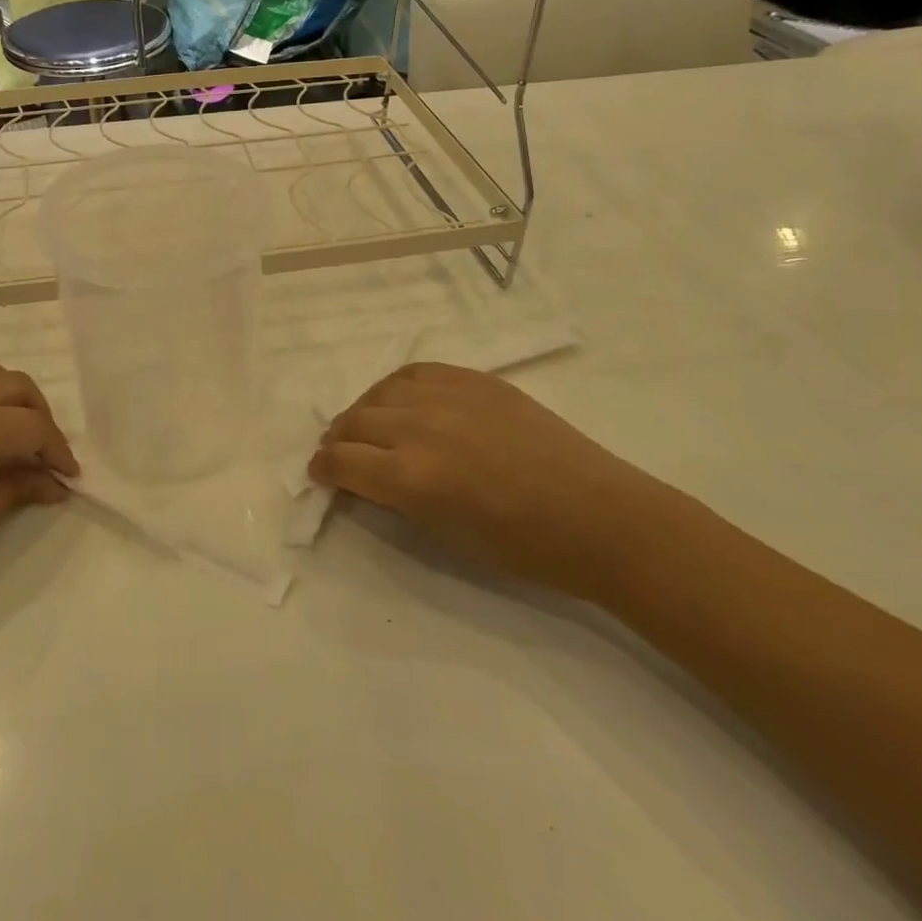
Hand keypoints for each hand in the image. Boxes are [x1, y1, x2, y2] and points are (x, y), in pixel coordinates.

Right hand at [309, 362, 670, 597]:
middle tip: (340, 455)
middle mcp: (419, 428)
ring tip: (370, 427)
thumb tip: (362, 479)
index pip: (341, 461)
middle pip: (353, 422)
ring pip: (380, 391)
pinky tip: (403, 401)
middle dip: (338, 441)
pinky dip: (398, 388)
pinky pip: (417, 373)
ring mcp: (449, 396)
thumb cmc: (523, 547)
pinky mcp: (475, 380)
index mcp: (410, 477)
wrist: (599, 517)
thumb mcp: (444, 534)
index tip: (321, 476)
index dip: (323, 470)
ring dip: (365, 411)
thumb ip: (395, 499)